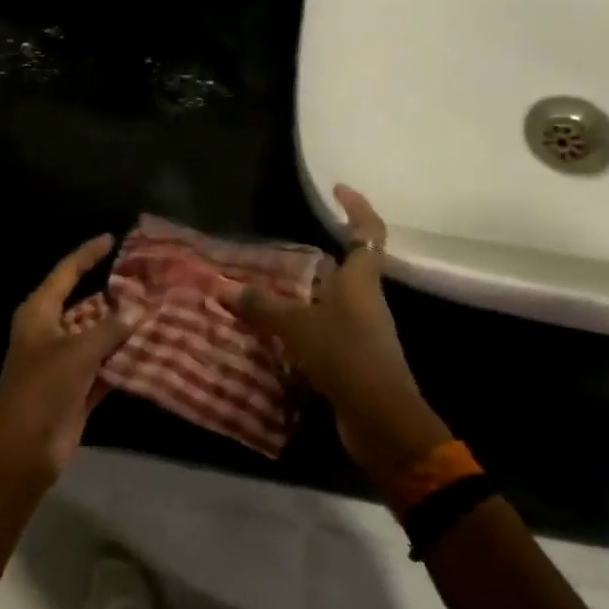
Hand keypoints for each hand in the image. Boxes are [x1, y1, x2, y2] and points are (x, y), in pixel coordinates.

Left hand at [0, 234, 140, 479]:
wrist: (22, 449)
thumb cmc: (41, 388)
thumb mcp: (76, 352)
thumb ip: (110, 328)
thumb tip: (139, 307)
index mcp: (40, 313)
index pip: (66, 273)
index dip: (87, 255)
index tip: (111, 239)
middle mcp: (51, 331)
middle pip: (87, 304)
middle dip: (115, 296)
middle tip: (151, 281)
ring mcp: (65, 361)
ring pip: (99, 336)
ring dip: (124, 329)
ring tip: (160, 312)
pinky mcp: (78, 388)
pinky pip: (106, 365)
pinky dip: (124, 360)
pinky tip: (153, 350)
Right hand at [237, 186, 450, 489]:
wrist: (381, 419)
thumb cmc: (344, 356)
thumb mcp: (297, 327)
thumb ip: (263, 307)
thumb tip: (227, 288)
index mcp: (361, 281)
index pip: (368, 231)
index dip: (356, 206)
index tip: (337, 189)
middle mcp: (366, 300)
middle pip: (348, 266)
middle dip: (317, 255)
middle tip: (280, 250)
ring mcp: (363, 330)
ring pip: (332, 300)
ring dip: (304, 294)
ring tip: (267, 290)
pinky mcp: (354, 357)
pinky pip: (325, 329)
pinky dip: (302, 325)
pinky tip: (275, 332)